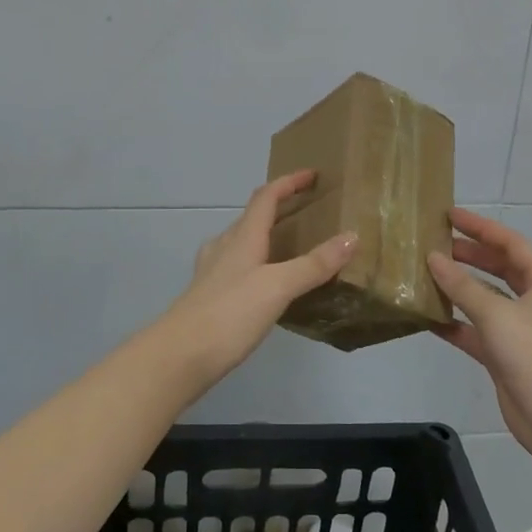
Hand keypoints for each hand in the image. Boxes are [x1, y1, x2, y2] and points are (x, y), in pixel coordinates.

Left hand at [158, 170, 357, 392]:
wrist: (180, 356)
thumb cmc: (230, 314)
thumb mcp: (278, 286)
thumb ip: (314, 264)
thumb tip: (351, 236)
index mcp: (243, 237)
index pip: (266, 197)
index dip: (288, 182)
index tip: (312, 175)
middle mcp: (225, 247)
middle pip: (252, 216)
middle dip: (278, 207)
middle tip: (307, 211)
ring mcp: (212, 272)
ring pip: (241, 242)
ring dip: (264, 235)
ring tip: (289, 245)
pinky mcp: (208, 296)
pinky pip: (236, 267)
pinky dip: (255, 263)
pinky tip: (263, 283)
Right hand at [428, 208, 531, 454]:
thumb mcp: (496, 313)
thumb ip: (462, 285)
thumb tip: (433, 258)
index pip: (510, 243)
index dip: (481, 227)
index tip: (450, 215)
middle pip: (499, 268)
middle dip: (469, 254)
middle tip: (435, 243)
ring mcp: (521, 330)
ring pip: (486, 299)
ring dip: (459, 288)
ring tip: (426, 273)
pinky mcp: (506, 356)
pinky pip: (477, 330)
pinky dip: (456, 323)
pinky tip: (429, 317)